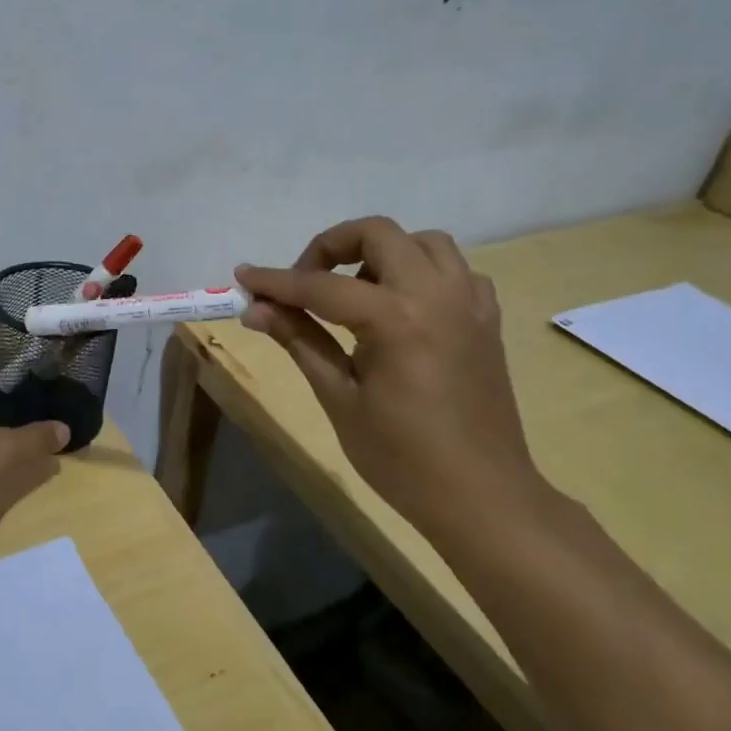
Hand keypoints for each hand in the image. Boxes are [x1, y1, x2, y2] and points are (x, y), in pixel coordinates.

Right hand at [236, 217, 549, 530]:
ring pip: (423, 241)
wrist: (481, 497)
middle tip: (304, 283)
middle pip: (378, 233)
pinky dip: (422, 273)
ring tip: (354, 293)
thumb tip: (256, 309)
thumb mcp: (340, 399)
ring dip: (381, 253)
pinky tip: (402, 308)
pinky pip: (455, 271)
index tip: (244, 277)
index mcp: (396, 319)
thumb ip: (300, 341)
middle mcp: (437, 295)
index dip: (276, 281)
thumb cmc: (402, 458)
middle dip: (331, 246)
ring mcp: (469, 303)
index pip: (321, 286)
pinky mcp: (486, 319)